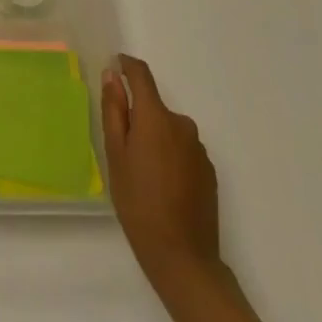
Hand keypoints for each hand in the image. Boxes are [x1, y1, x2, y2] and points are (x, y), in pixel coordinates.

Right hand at [102, 53, 221, 296]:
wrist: (182, 256)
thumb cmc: (137, 202)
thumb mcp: (115, 154)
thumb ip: (114, 110)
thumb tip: (112, 75)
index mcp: (156, 117)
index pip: (142, 75)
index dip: (127, 65)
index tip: (114, 66)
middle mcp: (182, 125)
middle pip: (154, 107)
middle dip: (137, 116)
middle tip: (120, 148)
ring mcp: (199, 149)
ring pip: (168, 130)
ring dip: (154, 138)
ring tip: (140, 172)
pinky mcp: (209, 171)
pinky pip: (182, 149)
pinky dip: (169, 156)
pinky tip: (161, 185)